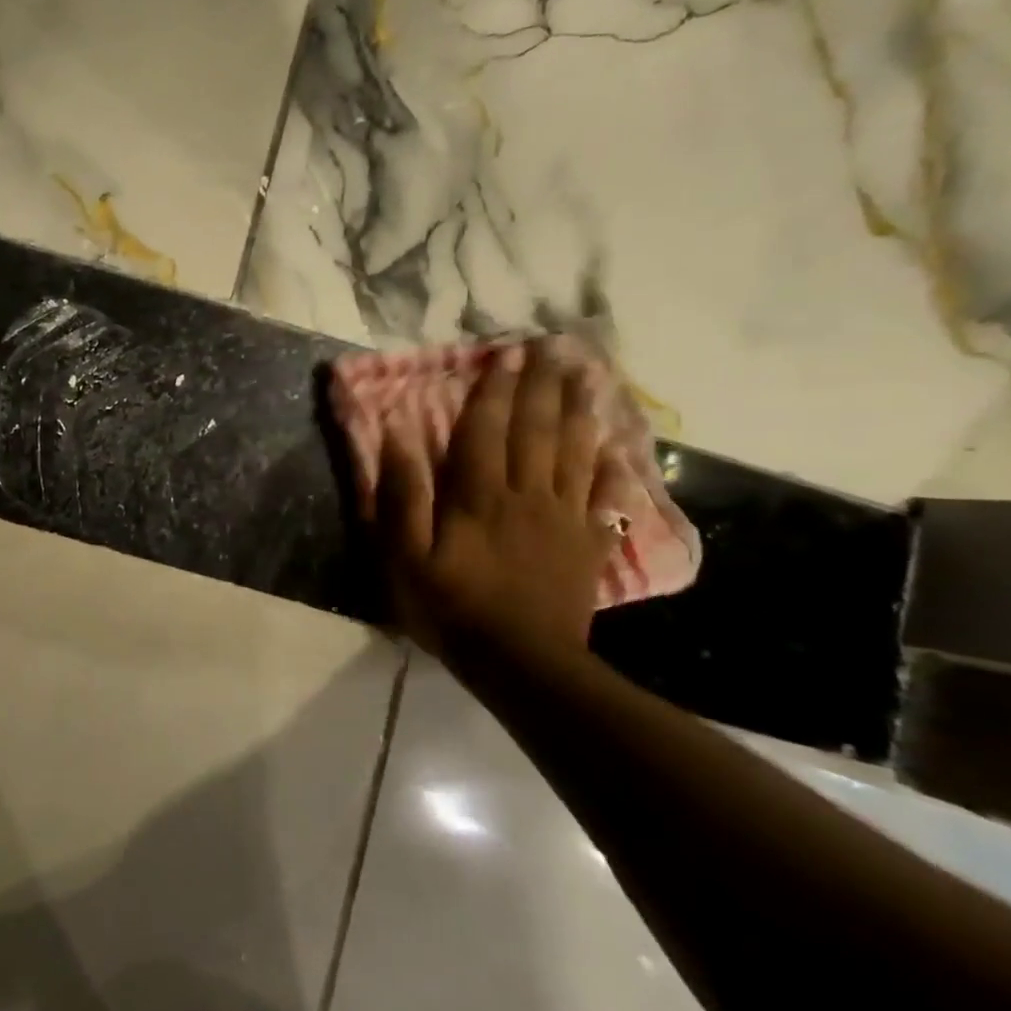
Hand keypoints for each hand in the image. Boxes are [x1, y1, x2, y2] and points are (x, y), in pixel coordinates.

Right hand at [375, 340, 616, 659]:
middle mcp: (526, 494)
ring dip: (578, 410)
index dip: (492, 392)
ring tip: (586, 376)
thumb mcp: (404, 556)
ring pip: (573, 452)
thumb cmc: (450, 606)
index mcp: (479, 495)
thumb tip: (398, 439)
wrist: (520, 662)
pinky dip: (606, 464)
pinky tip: (612, 444)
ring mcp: (562, 518)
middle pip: (535, 430)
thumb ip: (402, 496)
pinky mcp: (585, 544)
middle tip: (553, 349)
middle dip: (541, 387)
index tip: (503, 356)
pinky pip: (599, 494)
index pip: (485, 430)